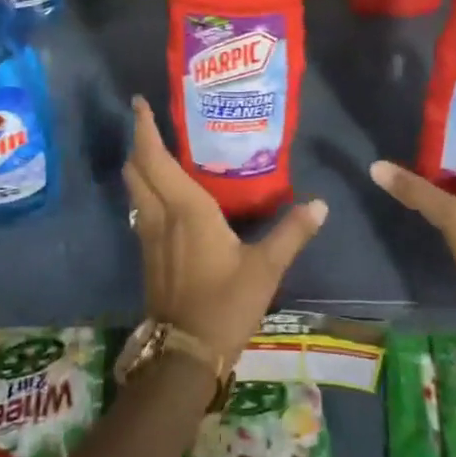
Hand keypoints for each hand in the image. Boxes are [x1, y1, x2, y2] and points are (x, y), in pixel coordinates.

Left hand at [122, 95, 326, 362]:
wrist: (184, 353)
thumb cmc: (225, 304)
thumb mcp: (265, 268)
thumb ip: (291, 233)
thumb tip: (321, 204)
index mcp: (185, 208)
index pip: (155, 157)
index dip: (144, 128)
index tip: (139, 103)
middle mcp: (160, 214)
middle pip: (137, 168)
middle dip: (138, 140)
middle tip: (149, 120)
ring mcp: (148, 234)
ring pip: (135, 187)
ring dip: (139, 164)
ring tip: (155, 148)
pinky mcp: (147, 252)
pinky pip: (139, 206)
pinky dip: (145, 187)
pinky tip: (163, 192)